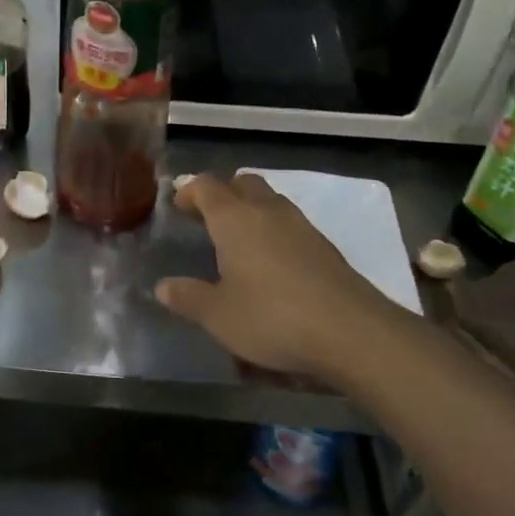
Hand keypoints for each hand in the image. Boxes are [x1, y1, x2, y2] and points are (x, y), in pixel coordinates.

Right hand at [156, 173, 416, 381]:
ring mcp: (301, 226)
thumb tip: (163, 286)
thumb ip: (188, 297)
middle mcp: (267, 211)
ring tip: (238, 240)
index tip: (178, 208)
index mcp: (234, 218)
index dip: (189, 191)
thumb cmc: (272, 317)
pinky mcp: (325, 246)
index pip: (206, 186)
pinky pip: (290, 224)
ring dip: (251, 210)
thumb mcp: (218, 315)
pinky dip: (274, 230)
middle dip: (223, 194)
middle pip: (243, 183)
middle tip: (208, 219)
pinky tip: (271, 263)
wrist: (352, 332)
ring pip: (270, 201)